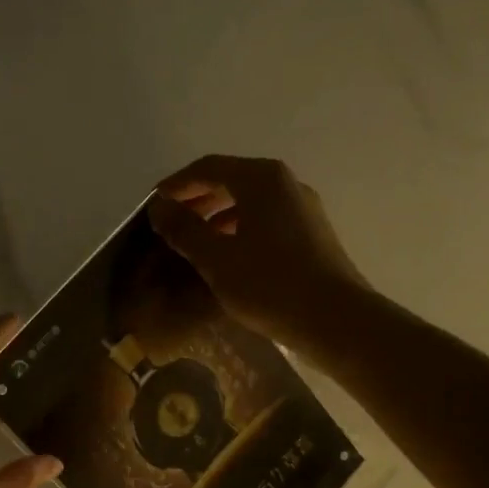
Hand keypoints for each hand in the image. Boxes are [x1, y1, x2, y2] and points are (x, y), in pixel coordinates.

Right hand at [148, 155, 369, 353]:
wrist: (335, 319)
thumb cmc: (269, 284)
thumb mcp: (216, 259)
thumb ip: (184, 229)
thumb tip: (159, 207)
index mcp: (261, 180)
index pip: (208, 168)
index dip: (177, 184)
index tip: (153, 203)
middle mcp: (285, 184)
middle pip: (232, 180)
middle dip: (197, 198)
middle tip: (170, 221)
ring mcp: (303, 208)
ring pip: (250, 201)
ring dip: (218, 215)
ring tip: (193, 240)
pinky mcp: (312, 234)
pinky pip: (266, 220)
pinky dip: (240, 228)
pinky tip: (227, 255)